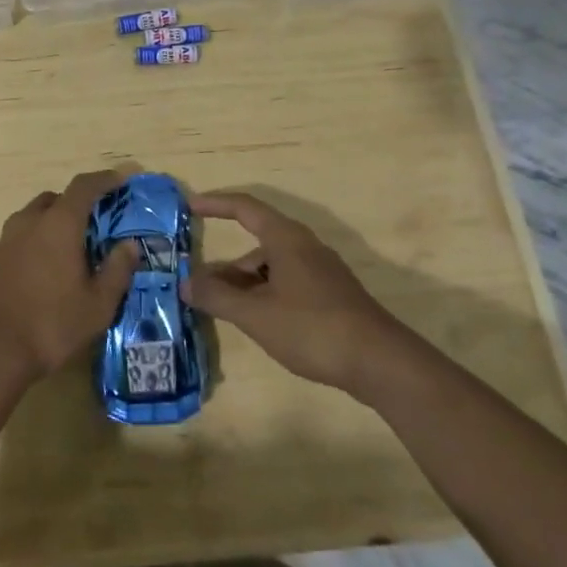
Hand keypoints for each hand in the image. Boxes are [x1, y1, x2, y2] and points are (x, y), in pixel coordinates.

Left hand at [0, 170, 142, 389]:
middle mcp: (29, 221)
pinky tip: (45, 268)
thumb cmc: (51, 325)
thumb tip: (129, 245)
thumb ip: (117, 270)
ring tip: (72, 247)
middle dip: (78, 203)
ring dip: (54, 222)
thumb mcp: (98, 305)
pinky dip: (36, 240)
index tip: (122, 178)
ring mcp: (6, 239)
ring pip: (34, 216)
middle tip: (98, 222)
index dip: (105, 179)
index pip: (84, 186)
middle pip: (57, 199)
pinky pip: (20, 237)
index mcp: (59, 224)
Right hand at [184, 191, 399, 392]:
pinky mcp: (330, 296)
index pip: (244, 208)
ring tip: (221, 311)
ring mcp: (320, 272)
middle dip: (225, 266)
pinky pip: (286, 284)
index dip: (215, 204)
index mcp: (286, 239)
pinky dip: (263, 295)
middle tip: (197, 287)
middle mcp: (303, 247)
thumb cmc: (312, 328)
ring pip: (271, 268)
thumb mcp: (256, 314)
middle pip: (255, 245)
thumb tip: (184, 283)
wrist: (381, 362)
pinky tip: (255, 322)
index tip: (188, 207)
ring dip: (243, 284)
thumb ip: (217, 297)